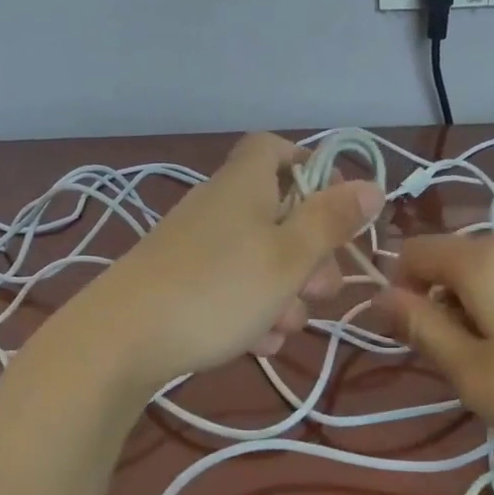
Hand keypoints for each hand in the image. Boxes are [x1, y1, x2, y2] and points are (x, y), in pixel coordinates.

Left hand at [83, 133, 383, 388]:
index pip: (275, 149)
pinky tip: (259, 345)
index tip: (337, 206)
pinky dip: (252, 313)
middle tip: (322, 290)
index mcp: (245, 186)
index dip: (310, 167)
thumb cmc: (218, 289)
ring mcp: (197, 248)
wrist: (121, 341)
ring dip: (284, 294)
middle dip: (310, 255)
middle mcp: (219, 208)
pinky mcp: (181, 285)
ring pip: (259, 261)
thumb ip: (331, 221)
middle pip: (278, 216)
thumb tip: (372, 184)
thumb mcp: (288, 257)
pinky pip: (232, 289)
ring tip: (284, 329)